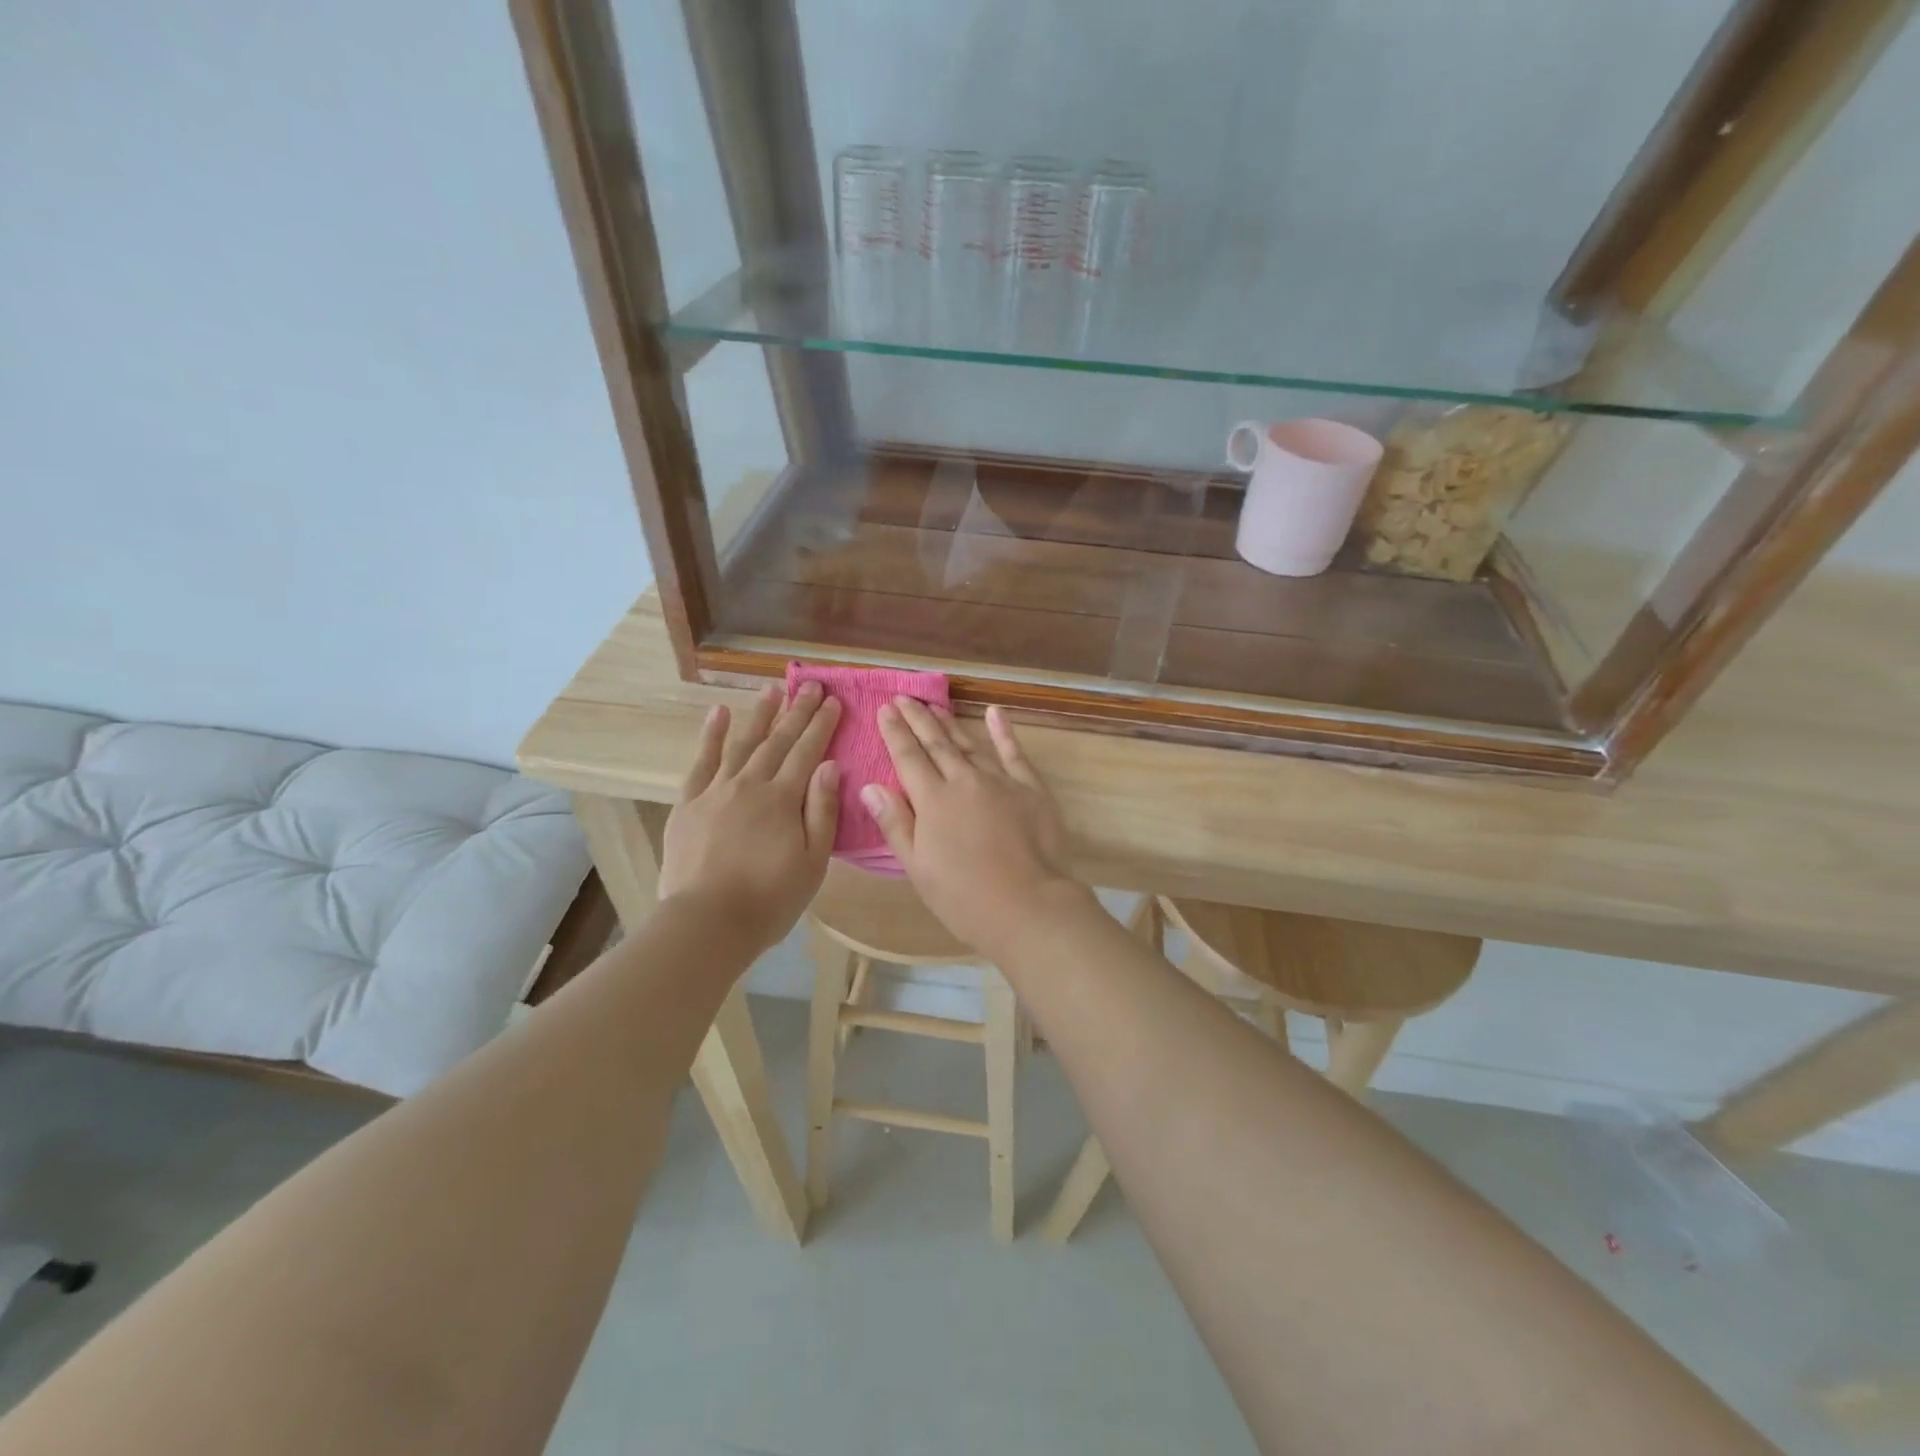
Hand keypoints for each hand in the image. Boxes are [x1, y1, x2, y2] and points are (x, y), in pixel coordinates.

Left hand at [658, 684, 841, 953]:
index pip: (807, 752)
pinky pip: (701, 762)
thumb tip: (830, 765)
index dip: (822, 725)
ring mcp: (715, 791)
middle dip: (797, 711)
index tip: (834, 701)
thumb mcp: (812, 862)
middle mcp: (750, 784)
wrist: (707, 922)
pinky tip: (720, 713)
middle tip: (811, 685)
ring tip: (773, 688)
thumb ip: (822, 811)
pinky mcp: (688, 803)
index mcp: (783, 799)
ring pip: (741, 743)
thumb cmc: (769, 899)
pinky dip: (711, 735)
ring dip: (759, 714)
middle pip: (778, 741)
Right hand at [864, 700, 1085, 955]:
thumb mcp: (917, 867)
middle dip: (918, 718)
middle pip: (936, 743)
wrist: (1028, 905)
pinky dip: (1003, 731)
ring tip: (934, 705)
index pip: (908, 757)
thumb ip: (895, 823)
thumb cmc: (963, 897)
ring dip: (950, 723)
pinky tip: (995, 712)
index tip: (885, 709)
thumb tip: (869, 786)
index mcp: (933, 800)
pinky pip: (1013, 752)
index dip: (895, 732)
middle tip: (903, 697)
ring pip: (969, 743)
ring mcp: (1000, 780)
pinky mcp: (1030, 788)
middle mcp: (964, 780)